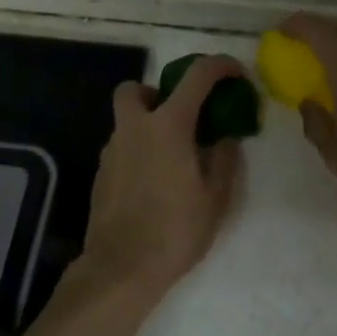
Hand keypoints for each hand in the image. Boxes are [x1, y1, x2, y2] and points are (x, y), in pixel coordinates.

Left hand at [79, 55, 245, 296]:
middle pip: (136, 88)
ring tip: (173, 158)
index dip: (220, 65)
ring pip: (127, 120)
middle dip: (157, 92)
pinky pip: (123, 147)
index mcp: (168, 125)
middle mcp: (135, 128)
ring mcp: (112, 150)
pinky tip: (154, 182)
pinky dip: (139, 151)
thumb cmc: (175, 229)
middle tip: (181, 117)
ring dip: (148, 125)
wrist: (121, 270)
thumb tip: (226, 136)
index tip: (235, 74)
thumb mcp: (216, 196)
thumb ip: (224, 157)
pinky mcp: (101, 174)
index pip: (197, 75)